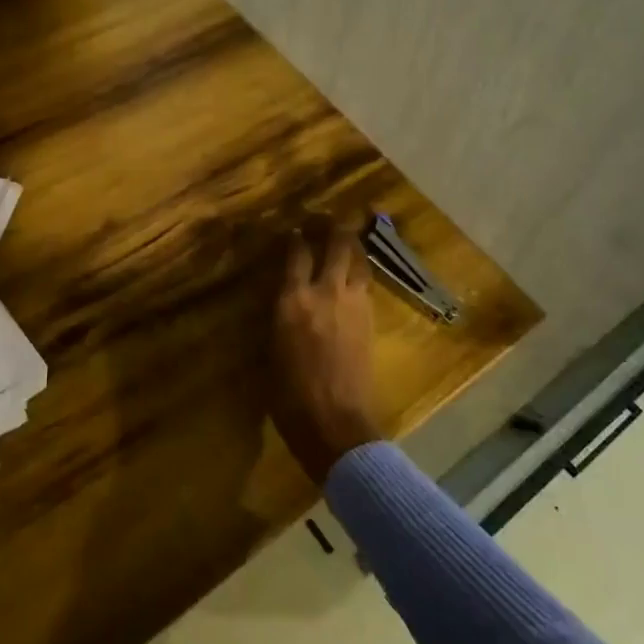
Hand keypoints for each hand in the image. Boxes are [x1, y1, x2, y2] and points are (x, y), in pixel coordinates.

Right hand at [272, 219, 383, 483]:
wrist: (335, 423)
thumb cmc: (290, 395)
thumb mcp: (271, 350)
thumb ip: (280, 315)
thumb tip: (283, 297)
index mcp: (294, 300)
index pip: (296, 252)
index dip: (294, 236)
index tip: (292, 229)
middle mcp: (326, 291)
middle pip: (336, 243)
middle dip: (331, 225)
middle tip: (323, 219)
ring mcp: (354, 303)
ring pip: (358, 259)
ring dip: (351, 244)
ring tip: (343, 239)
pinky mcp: (371, 319)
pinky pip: (366, 282)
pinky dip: (359, 270)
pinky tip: (353, 274)